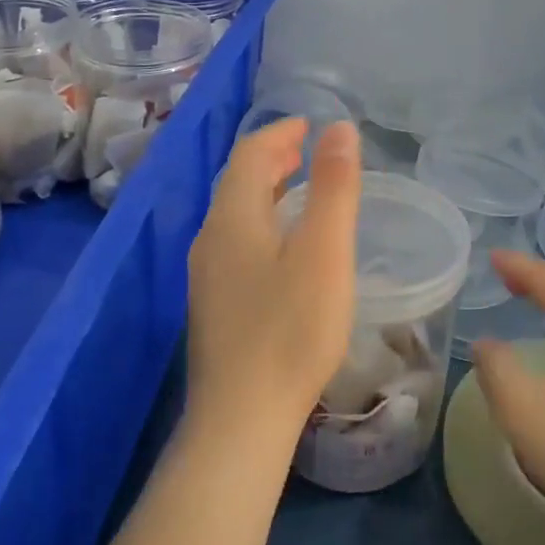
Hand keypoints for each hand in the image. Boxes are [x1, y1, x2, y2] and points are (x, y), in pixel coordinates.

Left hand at [185, 118, 361, 452]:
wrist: (241, 418)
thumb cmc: (291, 330)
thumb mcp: (325, 253)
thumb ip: (334, 188)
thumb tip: (339, 128)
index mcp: (233, 217)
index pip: (250, 153)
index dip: (281, 132)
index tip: (313, 126)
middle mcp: (209, 238)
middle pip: (237, 181)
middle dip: (273, 158)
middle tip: (309, 152)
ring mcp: (205, 275)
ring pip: (234, 215)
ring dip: (266, 192)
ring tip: (300, 191)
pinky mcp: (212, 306)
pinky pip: (235, 243)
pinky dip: (261, 224)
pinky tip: (284, 249)